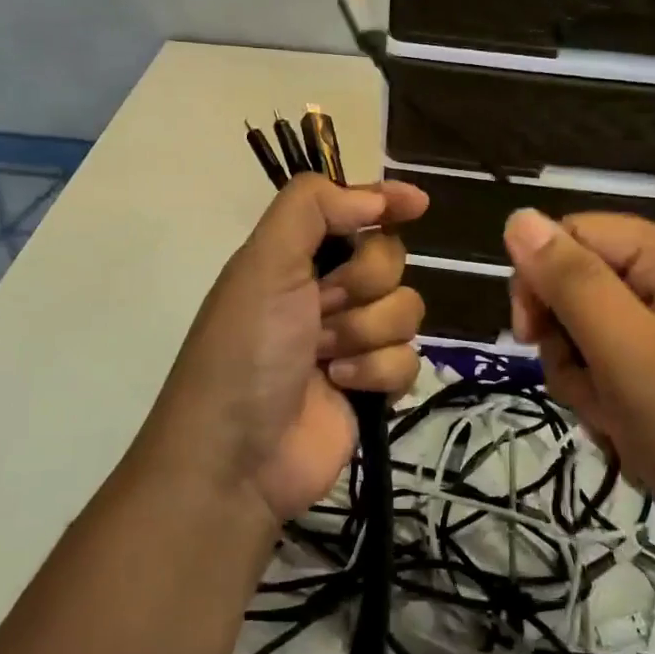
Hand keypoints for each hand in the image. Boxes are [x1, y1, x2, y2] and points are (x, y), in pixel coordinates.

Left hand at [143, 174, 427, 523]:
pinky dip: (377, 371)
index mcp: (296, 257)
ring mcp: (352, 340)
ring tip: (327, 358)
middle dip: (362, 283)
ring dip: (367, 331)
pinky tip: (343, 386)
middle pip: (389, 259)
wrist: (237, 457)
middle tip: (324, 307)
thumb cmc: (246, 350)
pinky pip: (409, 359)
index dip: (386, 201)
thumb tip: (375, 195)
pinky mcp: (372, 385)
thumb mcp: (263, 264)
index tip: (417, 203)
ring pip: (406, 309)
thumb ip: (311, 208)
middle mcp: (326, 292)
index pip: (353, 211)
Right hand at [504, 208, 654, 592]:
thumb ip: (572, 282)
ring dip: (586, 385)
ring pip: (587, 340)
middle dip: (569, 343)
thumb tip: (519, 217)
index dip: (542, 276)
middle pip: (580, 287)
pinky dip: (607, 411)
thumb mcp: (632, 354)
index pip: (578, 234)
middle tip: (592, 387)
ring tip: (621, 425)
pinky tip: (633, 445)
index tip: (528, 333)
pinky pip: (611, 379)